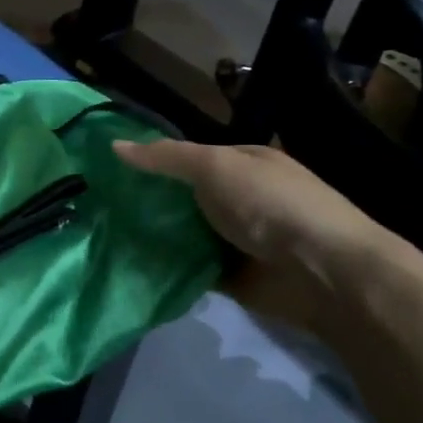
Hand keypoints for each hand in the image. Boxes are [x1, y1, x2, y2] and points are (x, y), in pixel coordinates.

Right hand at [114, 139, 394, 336]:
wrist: (323, 273)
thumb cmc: (271, 205)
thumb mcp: (215, 166)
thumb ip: (166, 158)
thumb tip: (114, 146)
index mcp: (243, 163)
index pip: (188, 157)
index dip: (152, 162)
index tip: (109, 172)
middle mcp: (241, 198)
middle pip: (184, 198)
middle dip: (148, 202)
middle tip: (99, 208)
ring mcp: (237, 239)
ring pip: (184, 234)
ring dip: (155, 237)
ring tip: (105, 237)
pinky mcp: (232, 276)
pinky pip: (191, 269)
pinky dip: (169, 269)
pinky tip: (132, 267)